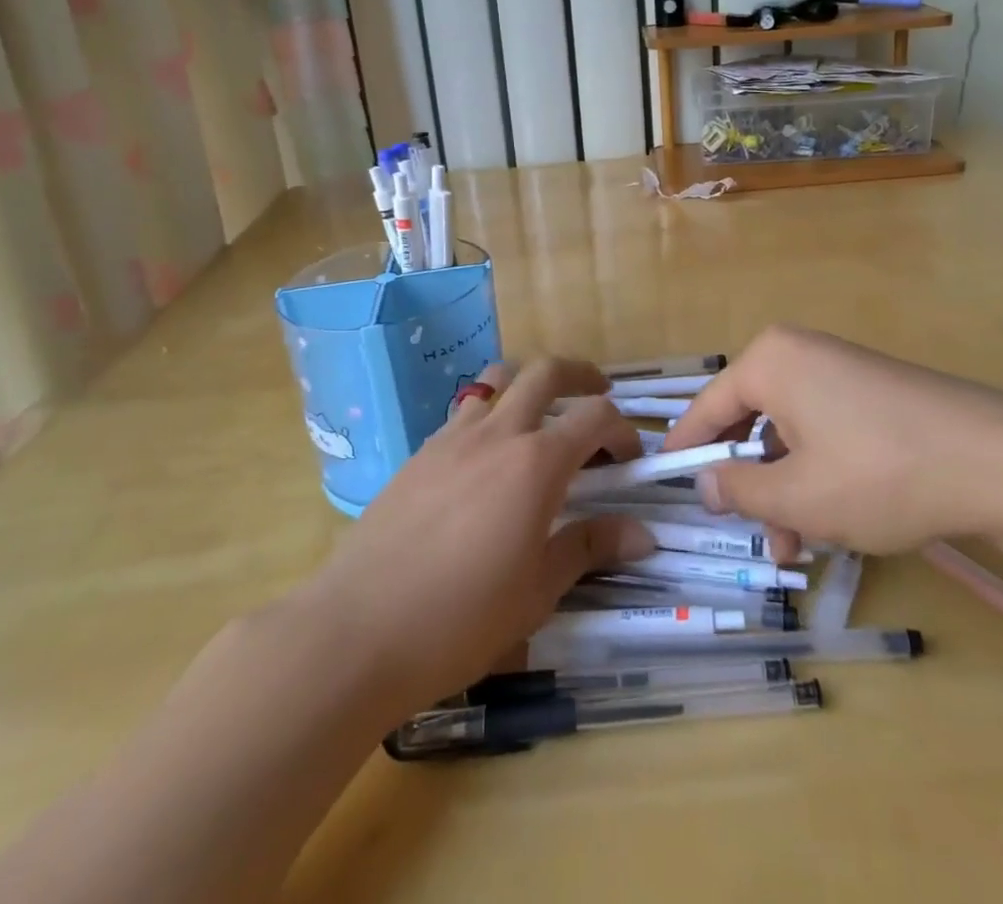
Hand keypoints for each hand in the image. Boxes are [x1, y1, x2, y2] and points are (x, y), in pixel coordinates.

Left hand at [295, 359, 654, 714]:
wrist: (358, 630)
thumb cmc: (461, 618)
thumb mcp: (537, 591)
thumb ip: (589, 549)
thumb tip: (643, 535)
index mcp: (536, 463)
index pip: (595, 418)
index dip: (623, 430)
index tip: (630, 459)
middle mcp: (497, 433)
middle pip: (546, 373)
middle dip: (581, 375)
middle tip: (598, 394)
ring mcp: (452, 437)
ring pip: (497, 380)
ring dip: (528, 382)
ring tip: (541, 411)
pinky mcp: (420, 453)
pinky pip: (464, 411)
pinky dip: (490, 413)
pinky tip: (488, 457)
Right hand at [665, 325, 1002, 559]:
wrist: (1001, 461)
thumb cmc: (879, 473)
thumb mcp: (799, 495)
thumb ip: (740, 490)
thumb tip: (705, 482)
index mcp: (771, 362)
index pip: (709, 405)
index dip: (687, 447)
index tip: (668, 480)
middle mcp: (801, 354)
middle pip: (752, 421)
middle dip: (750, 483)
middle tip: (754, 536)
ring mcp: (842, 369)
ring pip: (791, 432)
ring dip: (786, 489)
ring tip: (800, 548)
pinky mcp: (875, 391)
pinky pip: (825, 429)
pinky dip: (818, 472)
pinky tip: (836, 520)